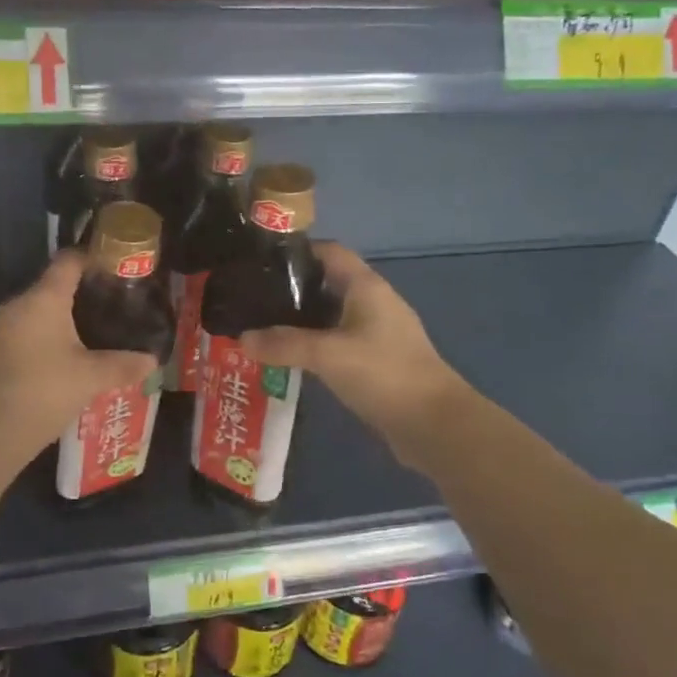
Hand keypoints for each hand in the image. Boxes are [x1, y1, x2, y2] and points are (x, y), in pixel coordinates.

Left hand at [0, 252, 157, 475]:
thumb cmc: (43, 392)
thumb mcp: (90, 380)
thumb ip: (122, 366)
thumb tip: (152, 361)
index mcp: (43, 301)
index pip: (67, 262)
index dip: (88, 260)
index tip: (107, 267)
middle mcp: (12, 308)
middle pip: (46, 292)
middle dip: (71, 302)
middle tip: (99, 317)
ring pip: (25, 322)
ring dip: (47, 331)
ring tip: (73, 350)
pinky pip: (8, 346)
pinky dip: (26, 353)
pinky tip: (40, 377)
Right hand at [241, 243, 466, 461]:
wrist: (434, 424)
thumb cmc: (383, 374)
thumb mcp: (327, 355)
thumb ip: (283, 344)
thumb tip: (242, 338)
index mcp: (366, 287)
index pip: (329, 252)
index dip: (297, 252)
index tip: (260, 261)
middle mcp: (373, 302)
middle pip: (328, 283)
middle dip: (291, 289)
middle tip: (253, 298)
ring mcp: (378, 333)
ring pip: (332, 315)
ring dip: (302, 320)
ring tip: (263, 327)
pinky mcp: (378, 360)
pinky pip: (339, 342)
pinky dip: (315, 345)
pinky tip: (290, 358)